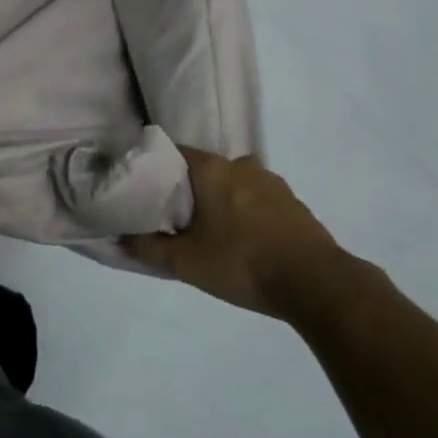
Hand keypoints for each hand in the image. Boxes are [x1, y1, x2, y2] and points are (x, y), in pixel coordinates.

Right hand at [123, 146, 352, 326]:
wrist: (317, 284)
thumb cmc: (242, 263)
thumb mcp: (186, 262)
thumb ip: (148, 248)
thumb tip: (121, 238)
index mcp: (212, 168)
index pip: (173, 153)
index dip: (155, 169)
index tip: (144, 190)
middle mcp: (242, 164)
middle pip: (203, 170)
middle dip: (189, 191)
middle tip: (175, 219)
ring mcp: (272, 182)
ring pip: (232, 185)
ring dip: (220, 203)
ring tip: (210, 234)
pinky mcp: (293, 204)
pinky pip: (257, 200)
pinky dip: (245, 214)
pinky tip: (243, 242)